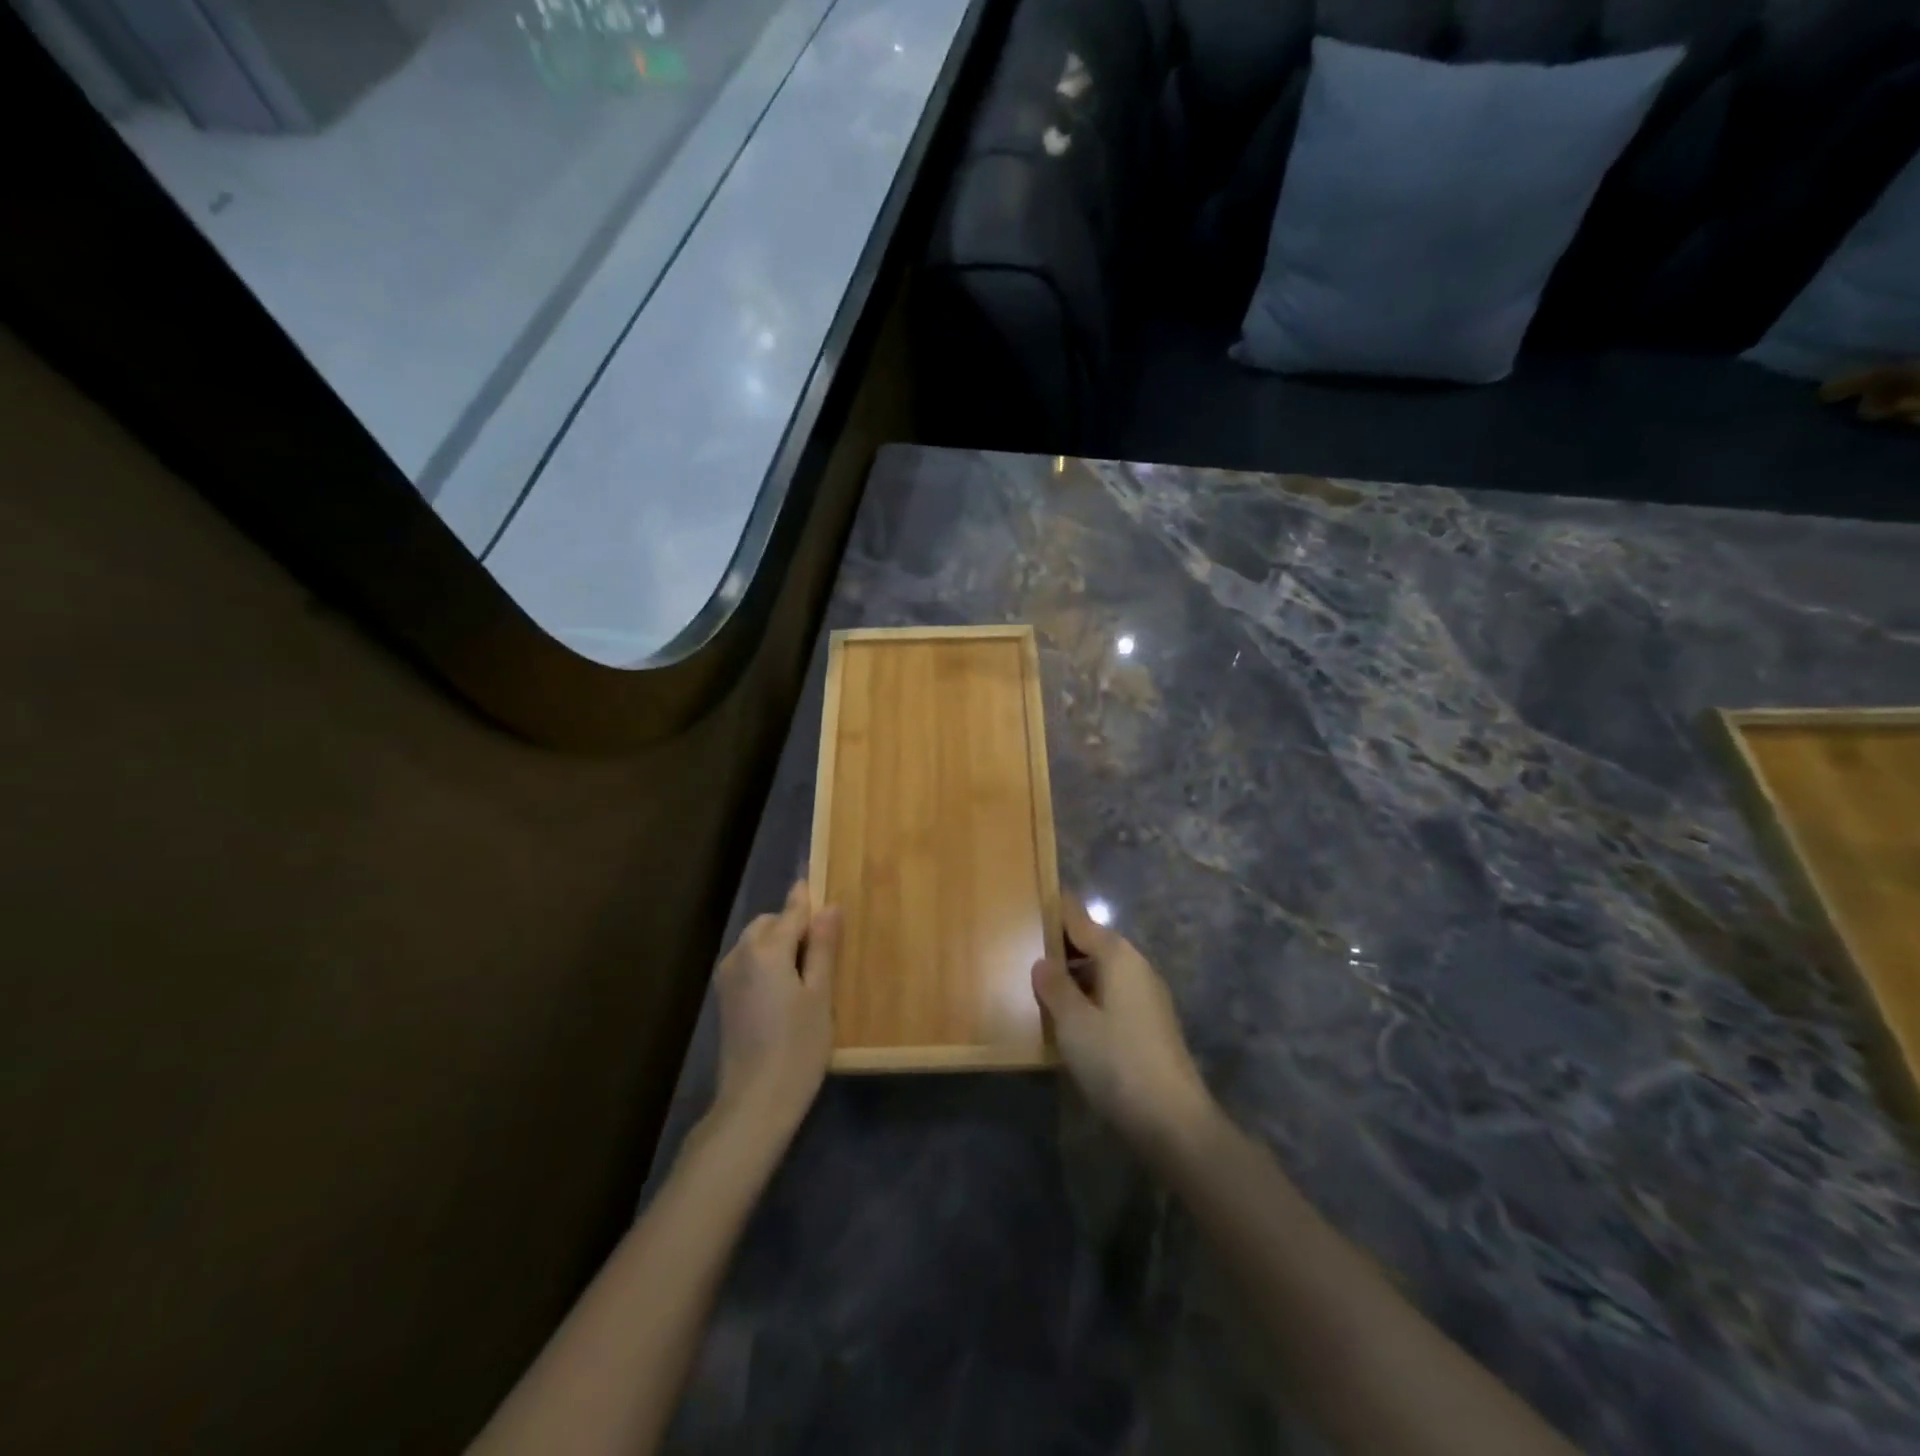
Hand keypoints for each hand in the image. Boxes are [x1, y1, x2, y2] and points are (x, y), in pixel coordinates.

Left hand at [712, 880, 839, 1141]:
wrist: (754, 1103)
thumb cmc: (798, 1047)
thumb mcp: (820, 995)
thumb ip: (823, 948)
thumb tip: (829, 906)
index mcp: (766, 950)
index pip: (791, 912)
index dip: (807, 899)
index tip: (818, 883)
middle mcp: (740, 955)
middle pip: (769, 924)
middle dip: (793, 926)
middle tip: (824, 948)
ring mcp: (728, 978)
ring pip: (756, 943)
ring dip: (779, 944)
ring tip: (807, 972)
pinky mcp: (725, 999)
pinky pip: (748, 963)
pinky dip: (767, 963)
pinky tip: (786, 990)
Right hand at [1032, 897, 1216, 1161]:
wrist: (1173, 1121)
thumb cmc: (1117, 1061)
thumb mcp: (1073, 1022)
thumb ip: (1055, 987)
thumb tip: (1043, 961)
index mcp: (1119, 956)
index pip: (1081, 920)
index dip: (1058, 909)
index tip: (1034, 895)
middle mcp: (1137, 968)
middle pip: (1094, 944)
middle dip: (1063, 944)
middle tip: (1025, 944)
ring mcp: (1147, 997)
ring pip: (1103, 972)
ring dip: (1075, 974)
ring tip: (1040, 982)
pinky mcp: (1150, 1025)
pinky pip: (1112, 995)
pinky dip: (1089, 996)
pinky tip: (1069, 1016)